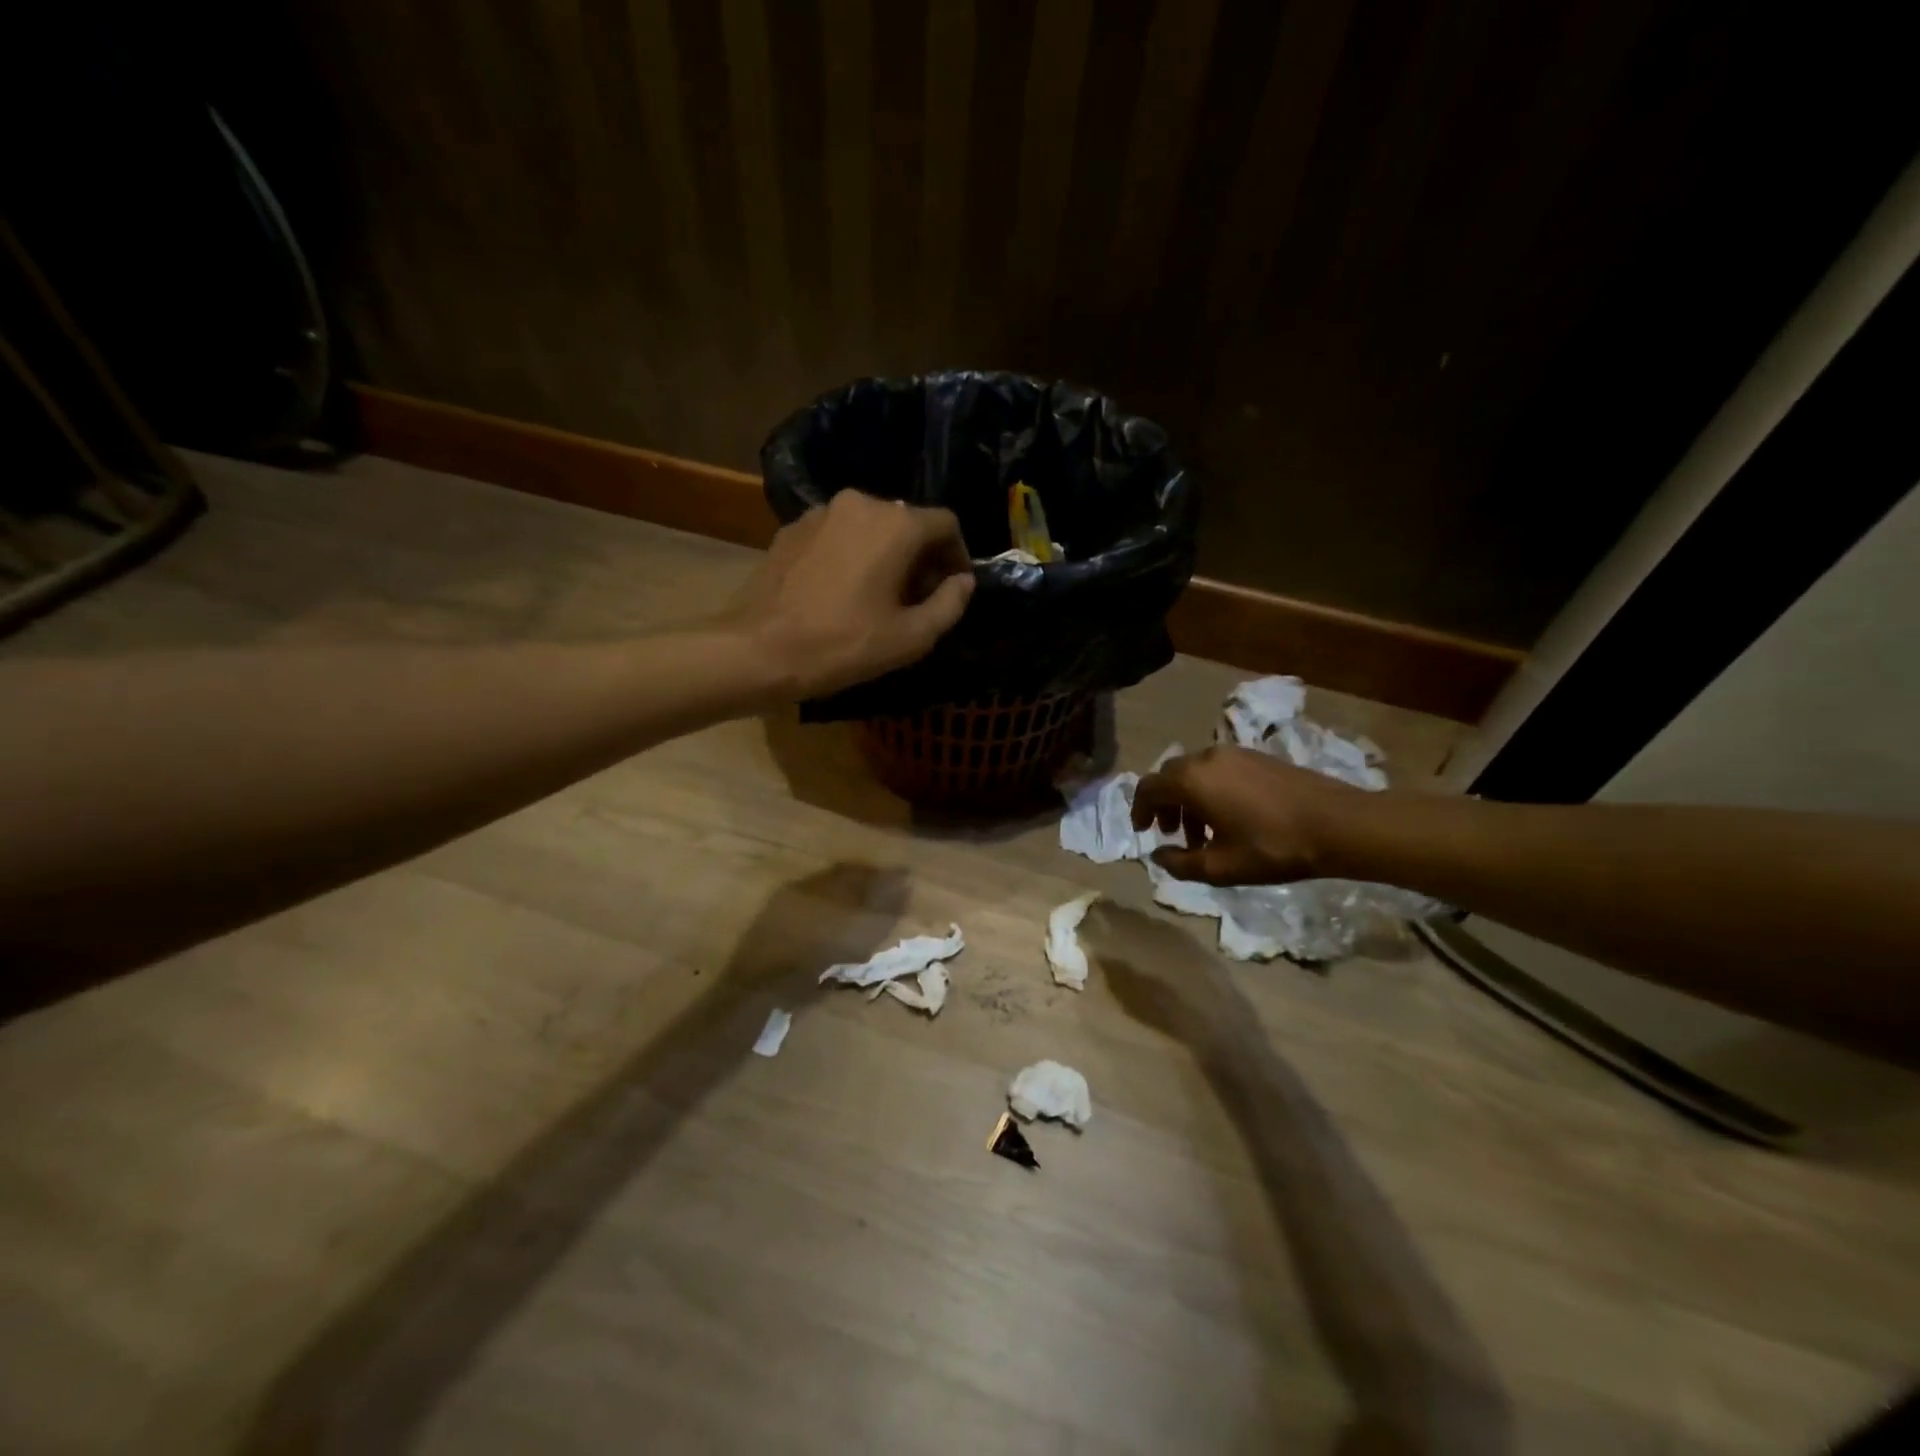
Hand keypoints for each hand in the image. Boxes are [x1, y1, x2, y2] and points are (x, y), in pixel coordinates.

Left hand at [737, 490, 974, 698]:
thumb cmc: (844, 645)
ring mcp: (821, 512)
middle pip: (908, 522)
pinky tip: (842, 591)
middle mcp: (861, 503)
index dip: (958, 556)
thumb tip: (963, 581)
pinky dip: (852, 554)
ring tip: (879, 596)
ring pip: (871, 527)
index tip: (952, 589)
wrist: (759, 650)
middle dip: (921, 557)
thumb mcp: (912, 637)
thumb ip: (950, 604)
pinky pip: (839, 534)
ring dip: (885, 555)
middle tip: (918, 599)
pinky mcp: (792, 528)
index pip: (947, 524)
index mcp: (896, 524)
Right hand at [1132, 746, 1361, 884]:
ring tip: (1204, 834)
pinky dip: (1211, 790)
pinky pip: (1219, 769)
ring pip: (1196, 772)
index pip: (1148, 787)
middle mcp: (1207, 758)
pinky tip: (1231, 818)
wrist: (1338, 824)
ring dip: (1189, 799)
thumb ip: (1180, 863)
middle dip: (1165, 804)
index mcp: (1192, 780)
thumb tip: (1158, 855)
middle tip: (1174, 834)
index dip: (1139, 810)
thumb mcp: (1221, 867)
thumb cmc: (1273, 846)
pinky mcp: (1258, 756)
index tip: (1144, 831)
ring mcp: (1235, 753)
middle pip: (1170, 776)